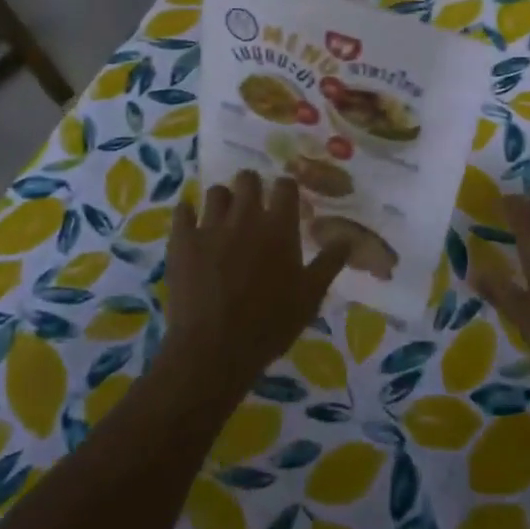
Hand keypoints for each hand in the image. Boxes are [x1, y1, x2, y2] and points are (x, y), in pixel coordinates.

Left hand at [161, 170, 351, 394]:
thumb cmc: (269, 325)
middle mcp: (245, 216)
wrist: (213, 349)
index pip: (285, 186)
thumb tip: (347, 238)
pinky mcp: (182, 240)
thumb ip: (329, 263)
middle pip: (248, 178)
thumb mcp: (309, 297)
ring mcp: (210, 225)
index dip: (286, 190)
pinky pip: (183, 210)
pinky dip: (188, 213)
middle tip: (253, 207)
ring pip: (216, 192)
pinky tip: (191, 224)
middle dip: (252, 187)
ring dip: (223, 201)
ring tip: (224, 219)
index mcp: (278, 226)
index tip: (285, 201)